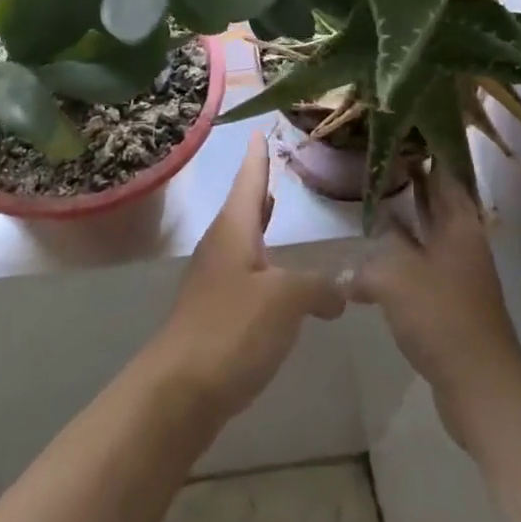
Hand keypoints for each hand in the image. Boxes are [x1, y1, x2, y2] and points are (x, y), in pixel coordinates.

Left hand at [147, 136, 346, 420]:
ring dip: (258, 224)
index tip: (257, 131)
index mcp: (233, 231)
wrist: (179, 390)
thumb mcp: (284, 300)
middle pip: (242, 207)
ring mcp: (213, 281)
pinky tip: (276, 279)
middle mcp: (220, 247)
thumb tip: (340, 287)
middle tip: (271, 165)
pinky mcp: (214, 312)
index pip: (248, 181)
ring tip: (275, 208)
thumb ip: (316, 287)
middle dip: (257, 187)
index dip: (257, 157)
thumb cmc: (231, 329)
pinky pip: (242, 272)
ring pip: (241, 240)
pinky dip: (261, 262)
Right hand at [351, 167, 520, 450]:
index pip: (442, 170)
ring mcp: (456, 271)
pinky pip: (418, 263)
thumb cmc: (442, 315)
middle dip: (407, 179)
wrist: (480, 385)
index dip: (423, 148)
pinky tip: (369, 260)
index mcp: (458, 222)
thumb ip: (367, 261)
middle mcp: (461, 239)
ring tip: (365, 201)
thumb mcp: (395, 274)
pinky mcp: (446, 299)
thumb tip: (346, 269)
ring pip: (425, 231)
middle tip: (372, 158)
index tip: (396, 128)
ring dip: (400, 218)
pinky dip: (397, 254)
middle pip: (434, 199)